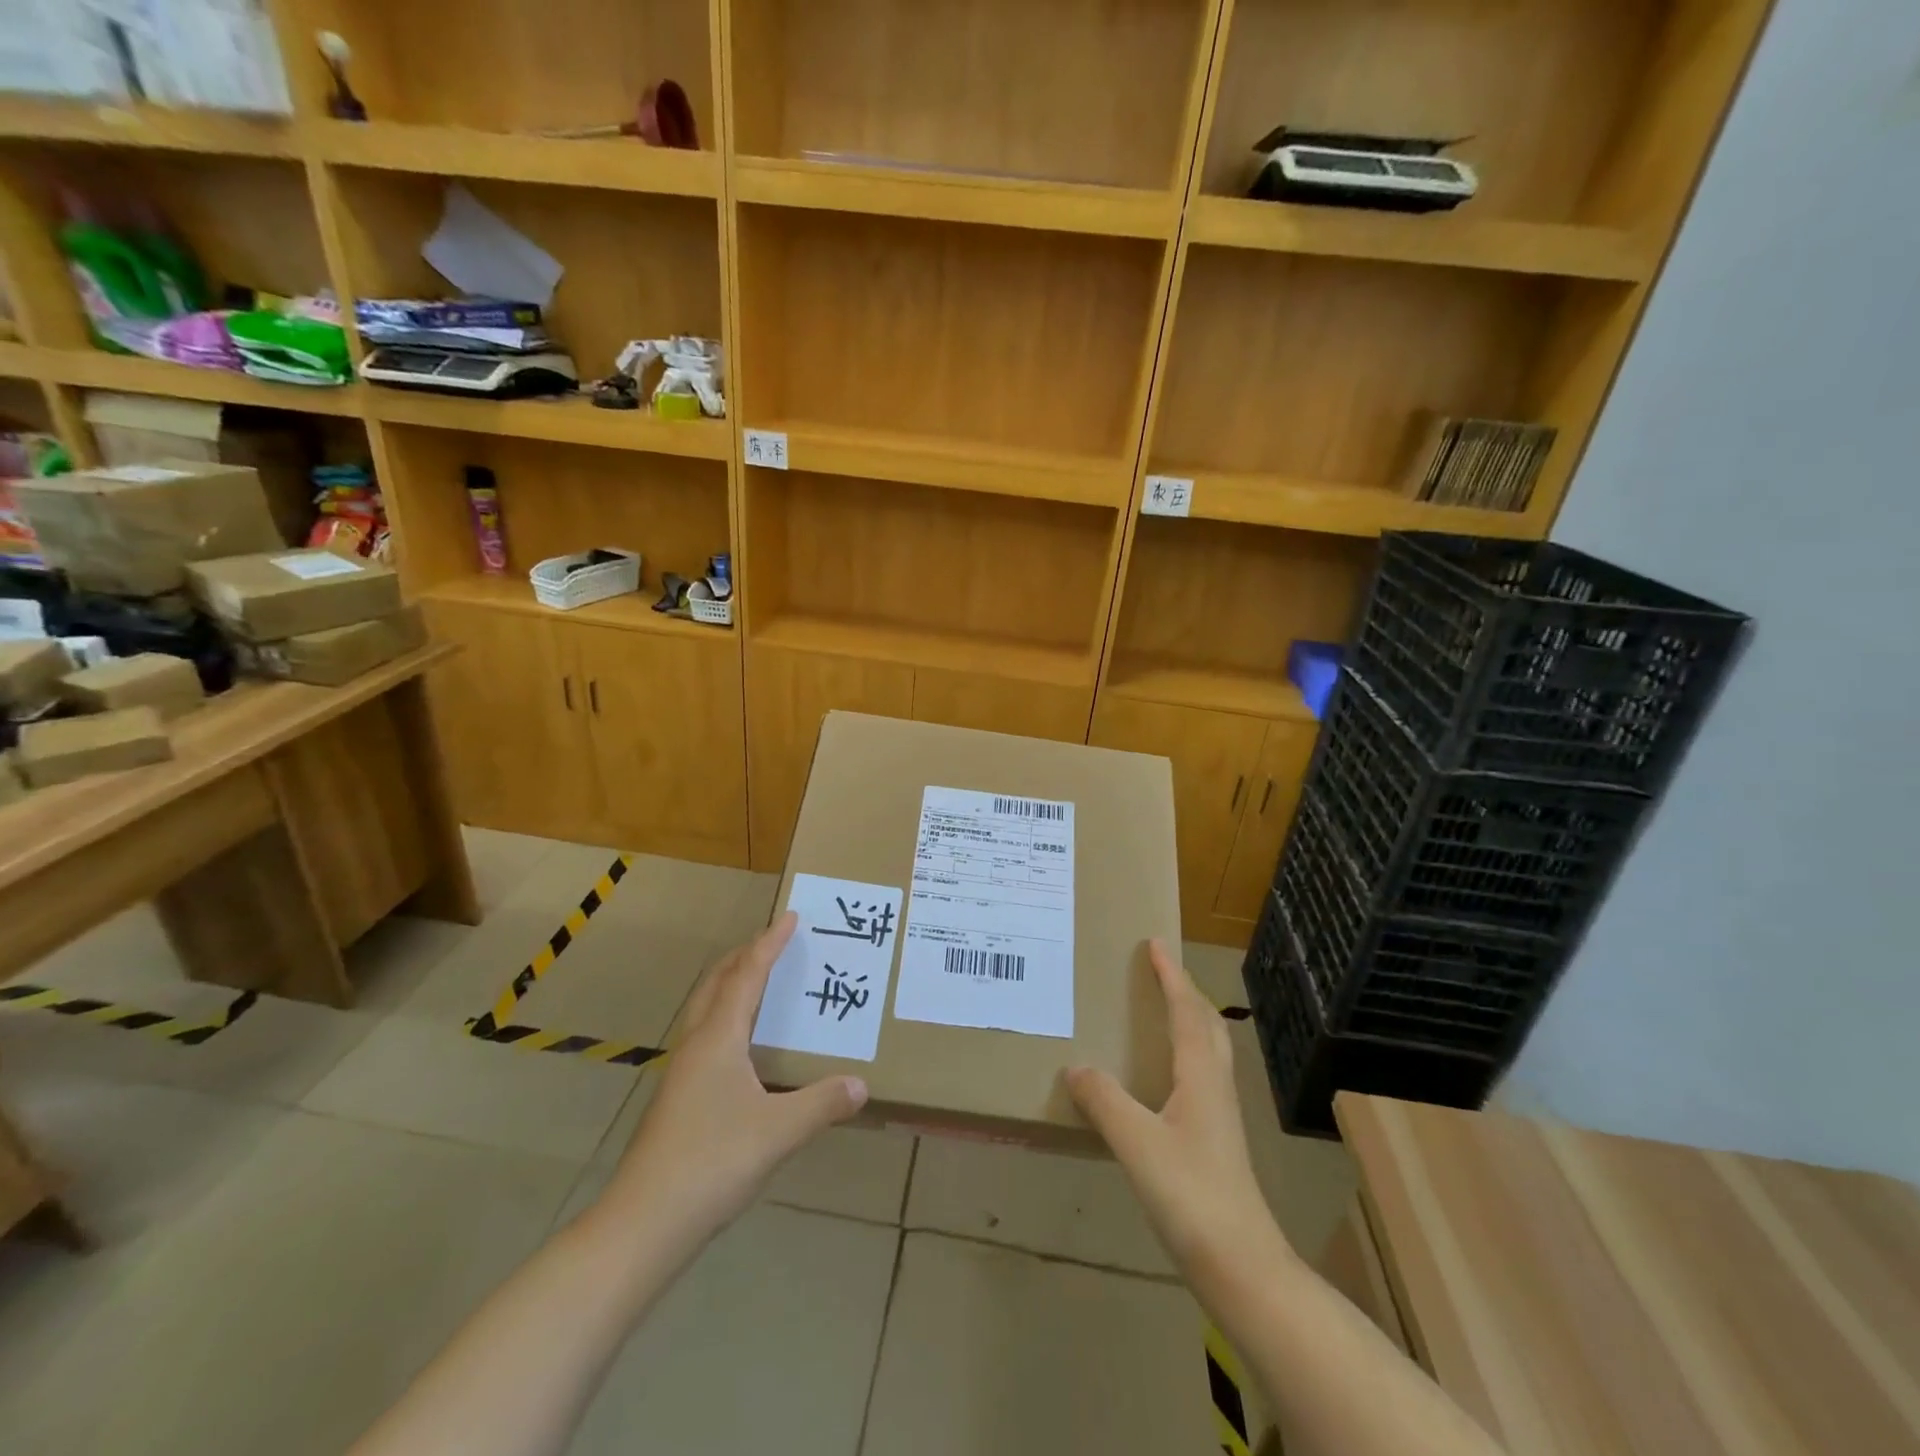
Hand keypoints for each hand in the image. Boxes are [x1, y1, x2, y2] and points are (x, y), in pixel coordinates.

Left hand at [599, 914, 867, 1245]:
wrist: (643, 1222)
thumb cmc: (712, 1162)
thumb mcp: (778, 1132)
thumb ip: (822, 1105)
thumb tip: (862, 1085)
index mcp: (719, 1038)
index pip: (748, 976)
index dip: (769, 944)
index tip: (788, 917)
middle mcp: (697, 1044)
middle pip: (717, 982)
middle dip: (745, 955)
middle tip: (773, 941)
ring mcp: (682, 1071)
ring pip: (707, 1008)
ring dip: (732, 984)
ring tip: (760, 982)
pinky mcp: (678, 1096)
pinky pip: (706, 1034)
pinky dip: (727, 1016)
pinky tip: (743, 1045)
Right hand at [1065, 940, 1282, 1278]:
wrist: (1241, 1264)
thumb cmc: (1191, 1194)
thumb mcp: (1137, 1143)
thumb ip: (1104, 1100)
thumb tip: (1075, 1067)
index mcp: (1201, 1075)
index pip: (1187, 1011)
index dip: (1171, 976)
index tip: (1155, 944)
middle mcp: (1215, 1086)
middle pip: (1207, 1025)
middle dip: (1185, 992)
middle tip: (1160, 972)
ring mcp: (1220, 1115)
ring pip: (1208, 1051)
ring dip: (1188, 1021)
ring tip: (1160, 1012)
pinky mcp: (1215, 1141)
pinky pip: (1200, 1076)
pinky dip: (1183, 1054)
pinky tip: (1161, 1078)